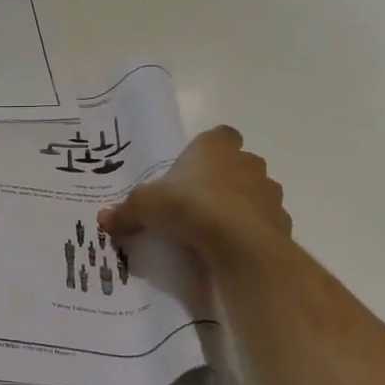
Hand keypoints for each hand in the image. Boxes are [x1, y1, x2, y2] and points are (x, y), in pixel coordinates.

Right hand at [98, 126, 291, 273]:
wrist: (237, 242)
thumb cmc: (188, 206)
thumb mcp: (144, 206)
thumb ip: (126, 212)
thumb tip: (103, 219)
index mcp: (216, 146)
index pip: (220, 136)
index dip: (208, 151)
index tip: (193, 170)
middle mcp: (247, 162)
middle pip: (239, 164)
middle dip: (224, 179)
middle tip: (198, 202)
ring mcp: (268, 192)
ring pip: (255, 193)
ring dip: (240, 206)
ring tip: (214, 229)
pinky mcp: (280, 222)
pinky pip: (264, 223)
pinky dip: (251, 232)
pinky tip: (230, 248)